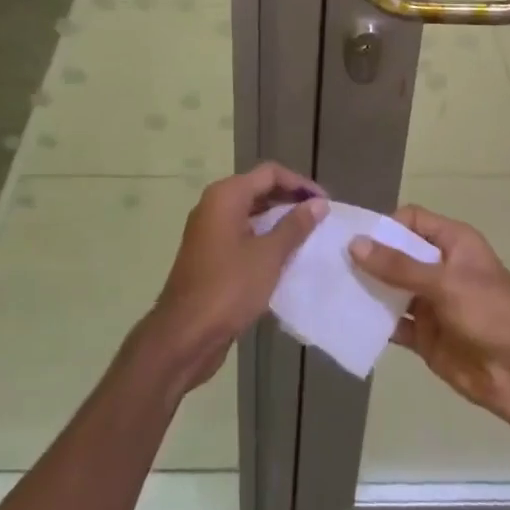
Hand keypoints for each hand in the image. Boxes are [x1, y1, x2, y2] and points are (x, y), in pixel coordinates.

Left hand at [142, 163, 326, 390]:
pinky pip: (242, 234)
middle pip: (259, 189)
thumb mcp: (268, 256)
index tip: (325, 202)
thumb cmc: (228, 288)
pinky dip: (263, 238)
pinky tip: (284, 257)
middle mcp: (214, 205)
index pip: (270, 173)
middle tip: (319, 217)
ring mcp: (209, 231)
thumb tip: (319, 203)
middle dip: (290, 200)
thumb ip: (295, 226)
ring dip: (278, 221)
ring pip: (250, 213)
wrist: (184, 336)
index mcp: (226, 196)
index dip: (300, 183)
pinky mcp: (209, 255)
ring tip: (307, 235)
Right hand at [349, 205, 509, 427]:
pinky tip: (348, 321)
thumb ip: (398, 266)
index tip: (354, 238)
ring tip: (330, 288)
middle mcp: (439, 267)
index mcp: (452, 242)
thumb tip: (355, 244)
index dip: (384, 226)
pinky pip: (395, 324)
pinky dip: (375, 322)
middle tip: (329, 262)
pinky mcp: (426, 337)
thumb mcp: (444, 282)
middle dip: (369, 258)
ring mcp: (432, 303)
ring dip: (368, 290)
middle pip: (397, 254)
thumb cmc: (490, 312)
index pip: (411, 221)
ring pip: (392, 289)